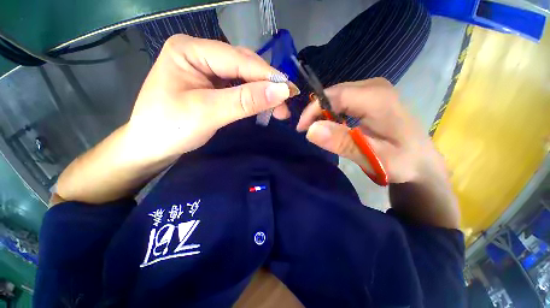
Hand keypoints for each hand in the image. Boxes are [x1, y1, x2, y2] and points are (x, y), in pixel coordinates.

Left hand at [126, 34, 295, 161]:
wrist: (150, 147)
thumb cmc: (170, 129)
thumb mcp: (208, 113)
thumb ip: (245, 101)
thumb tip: (282, 91)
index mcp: (189, 50)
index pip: (237, 59)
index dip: (267, 75)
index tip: (290, 91)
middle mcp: (199, 54)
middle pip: (243, 66)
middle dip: (266, 85)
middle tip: (286, 103)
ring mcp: (206, 70)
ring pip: (244, 78)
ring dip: (263, 93)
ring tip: (279, 108)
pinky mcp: (212, 85)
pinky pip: (238, 88)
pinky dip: (253, 98)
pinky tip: (263, 105)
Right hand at [297, 78, 458, 227]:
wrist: (422, 162)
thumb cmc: (402, 162)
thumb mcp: (372, 157)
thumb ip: (342, 143)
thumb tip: (311, 130)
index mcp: (377, 98)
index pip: (334, 96)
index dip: (313, 110)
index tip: (301, 129)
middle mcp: (375, 87)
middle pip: (334, 93)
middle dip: (316, 111)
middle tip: (306, 131)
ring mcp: (374, 90)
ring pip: (337, 96)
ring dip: (323, 112)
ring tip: (317, 130)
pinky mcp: (372, 97)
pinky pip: (344, 100)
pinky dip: (332, 112)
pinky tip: (332, 125)